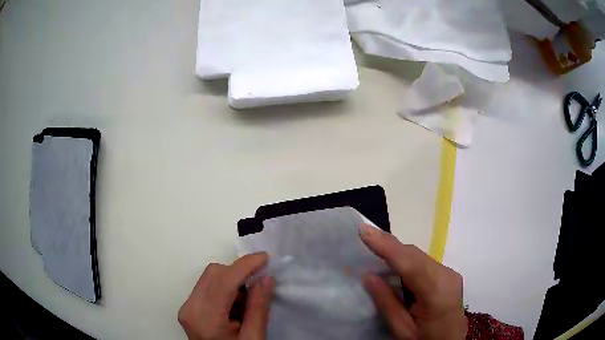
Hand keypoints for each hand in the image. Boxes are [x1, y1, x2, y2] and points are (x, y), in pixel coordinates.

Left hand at [178, 253, 273, 339]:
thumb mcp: (253, 338)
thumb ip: (258, 308)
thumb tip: (266, 278)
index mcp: (205, 318)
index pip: (223, 281)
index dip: (245, 265)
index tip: (266, 258)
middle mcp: (190, 308)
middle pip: (213, 274)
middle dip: (239, 273)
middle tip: (259, 286)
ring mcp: (188, 307)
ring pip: (210, 278)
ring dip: (233, 282)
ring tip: (247, 304)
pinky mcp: (190, 308)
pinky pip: (208, 287)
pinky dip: (226, 290)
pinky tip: (236, 308)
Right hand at [360, 225, 466, 339]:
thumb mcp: (403, 329)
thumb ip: (387, 303)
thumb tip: (369, 275)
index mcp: (436, 292)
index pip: (409, 263)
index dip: (387, 246)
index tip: (365, 231)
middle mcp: (447, 275)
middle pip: (415, 255)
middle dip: (390, 246)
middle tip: (366, 238)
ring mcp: (450, 274)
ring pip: (419, 256)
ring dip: (398, 253)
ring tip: (376, 251)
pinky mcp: (448, 275)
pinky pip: (424, 262)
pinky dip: (407, 262)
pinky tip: (396, 267)